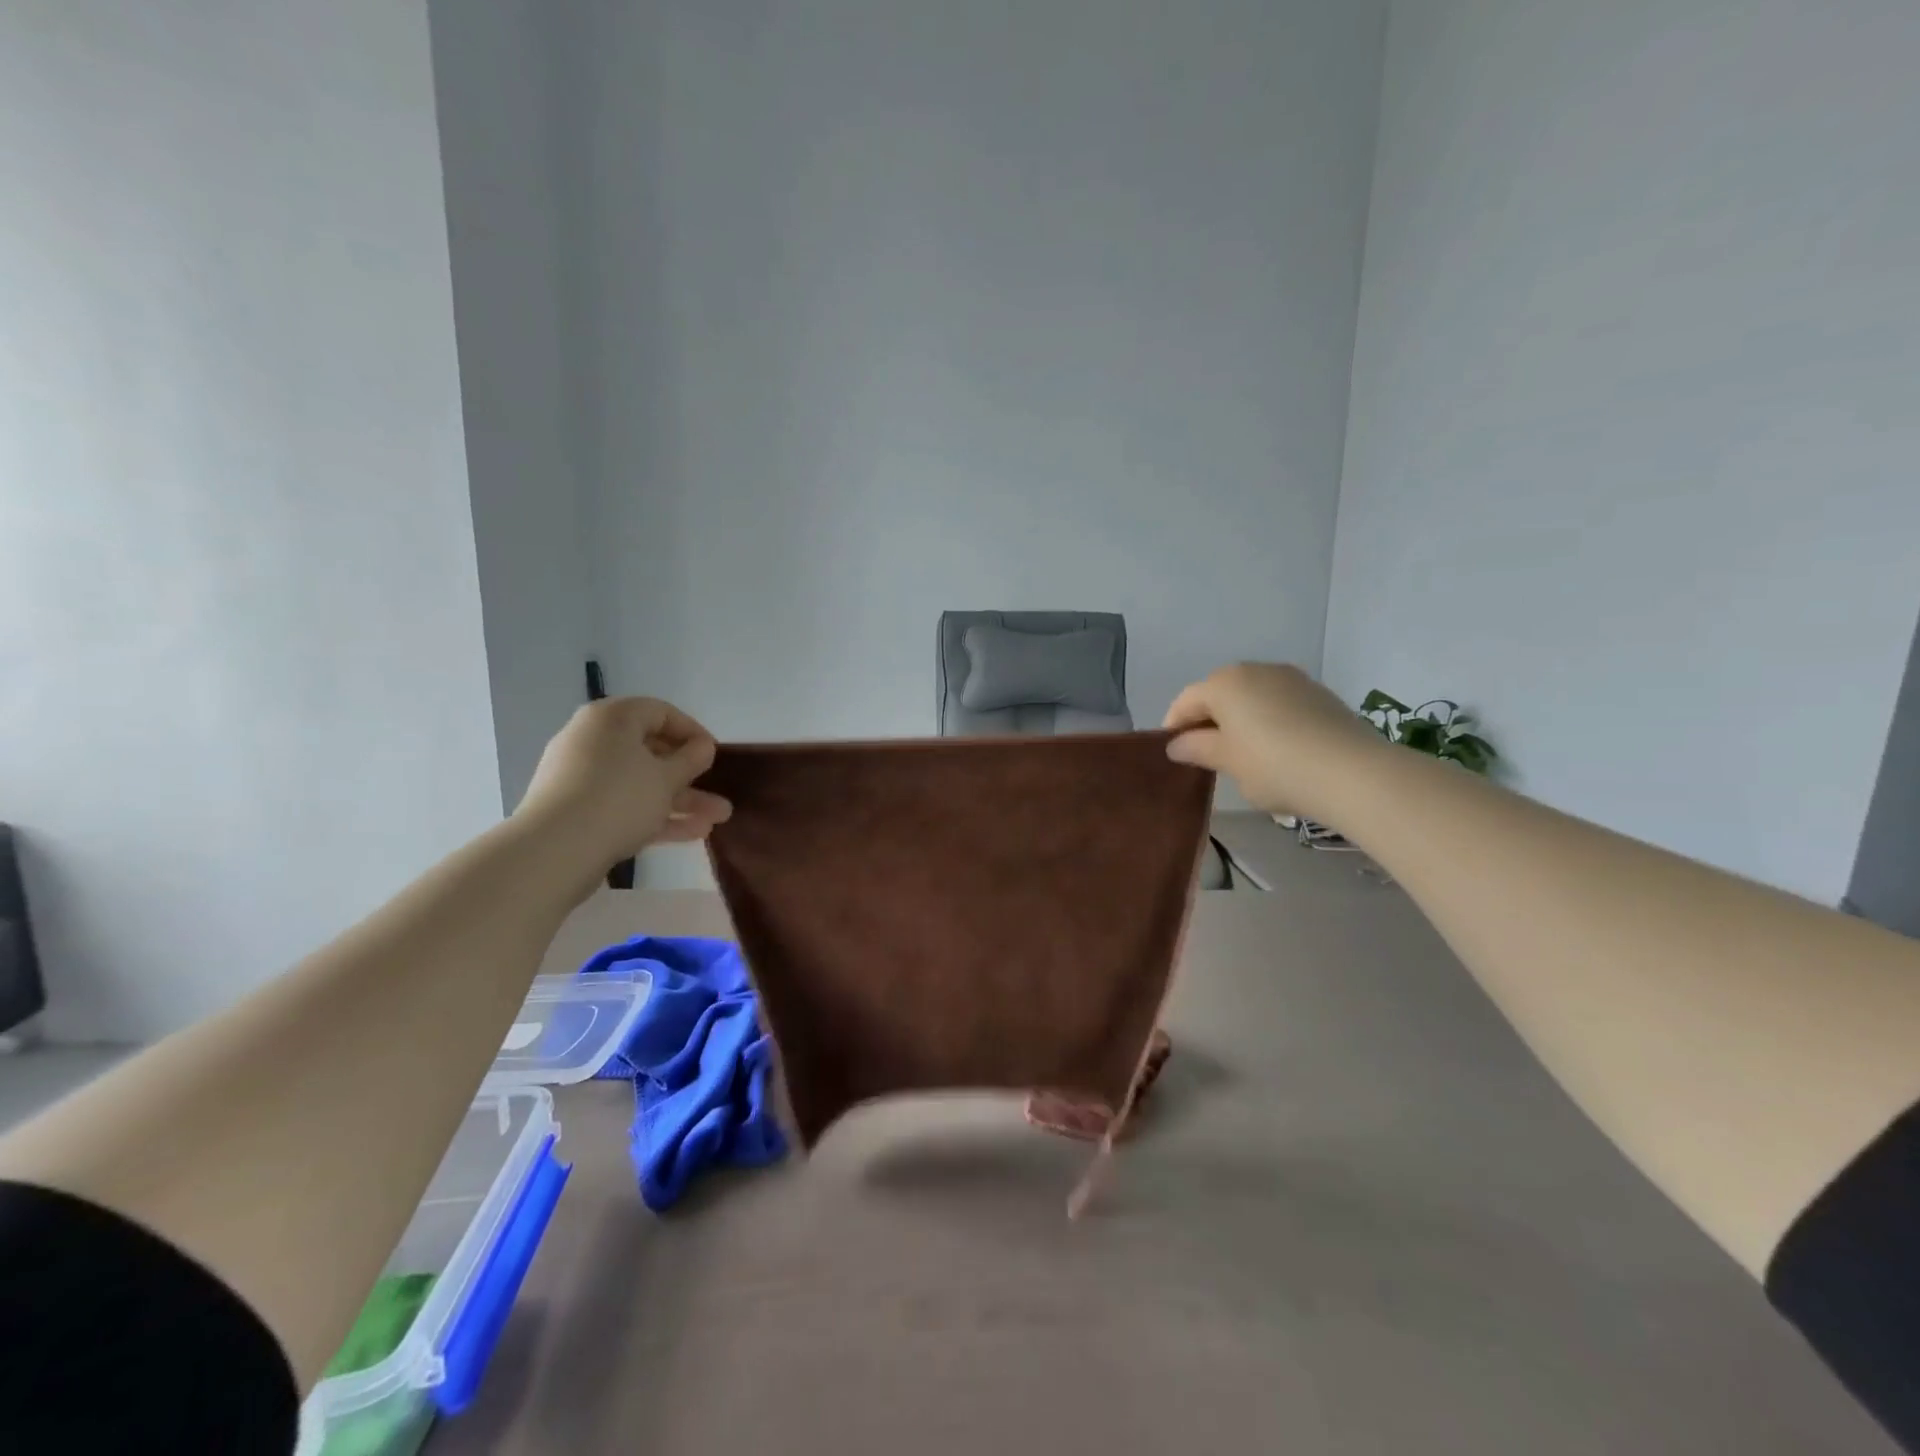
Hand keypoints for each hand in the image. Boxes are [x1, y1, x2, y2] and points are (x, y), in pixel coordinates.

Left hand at [516, 697, 731, 867]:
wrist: (554, 851)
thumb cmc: (619, 799)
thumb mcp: (666, 777)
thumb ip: (691, 759)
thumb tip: (702, 747)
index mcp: (612, 719)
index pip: (661, 712)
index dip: (693, 732)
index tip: (714, 755)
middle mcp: (593, 740)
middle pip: (651, 751)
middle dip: (691, 776)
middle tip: (719, 792)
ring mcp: (582, 777)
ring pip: (641, 782)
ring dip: (680, 800)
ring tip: (716, 820)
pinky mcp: (578, 810)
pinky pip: (624, 804)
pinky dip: (655, 815)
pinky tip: (692, 834)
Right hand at [1163, 663, 1387, 824]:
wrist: (1351, 772)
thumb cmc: (1274, 765)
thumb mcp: (1227, 762)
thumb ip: (1197, 748)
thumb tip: (1177, 745)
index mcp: (1224, 683)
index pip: (1187, 701)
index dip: (1175, 726)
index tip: (1174, 754)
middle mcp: (1255, 670)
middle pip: (1219, 693)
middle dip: (1208, 721)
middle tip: (1205, 755)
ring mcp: (1291, 678)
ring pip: (1251, 697)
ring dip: (1239, 719)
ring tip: (1242, 754)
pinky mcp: (1318, 693)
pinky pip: (1279, 703)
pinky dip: (1268, 720)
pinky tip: (1276, 749)